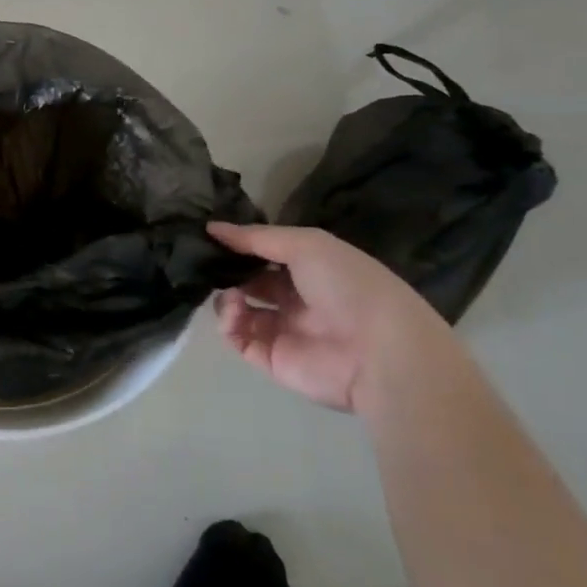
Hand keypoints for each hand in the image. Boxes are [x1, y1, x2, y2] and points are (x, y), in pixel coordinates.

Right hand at [207, 223, 457, 412]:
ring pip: (239, 311)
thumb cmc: (348, 285)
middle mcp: (297, 299)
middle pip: (250, 282)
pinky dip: (228, 323)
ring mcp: (283, 330)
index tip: (212, 236)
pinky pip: (238, 338)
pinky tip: (234, 309)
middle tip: (207, 263)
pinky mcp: (271, 358)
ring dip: (226, 297)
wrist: (380, 350)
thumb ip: (256, 237)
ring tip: (231, 294)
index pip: (267, 255)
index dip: (241, 246)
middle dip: (228, 271)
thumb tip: (211, 228)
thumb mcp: (306, 245)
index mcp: (312, 271)